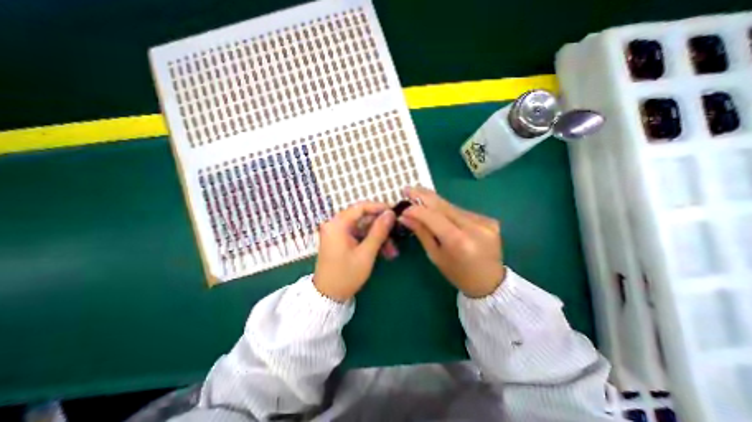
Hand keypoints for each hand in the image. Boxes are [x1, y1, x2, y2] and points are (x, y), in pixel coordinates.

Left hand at [313, 201, 395, 303]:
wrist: (328, 296)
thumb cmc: (346, 275)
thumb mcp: (366, 253)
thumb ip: (379, 231)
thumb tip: (390, 213)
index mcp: (338, 224)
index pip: (361, 207)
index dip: (379, 207)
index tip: (395, 212)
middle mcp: (336, 224)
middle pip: (363, 219)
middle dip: (381, 228)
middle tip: (397, 235)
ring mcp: (338, 233)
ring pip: (363, 229)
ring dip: (379, 238)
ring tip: (393, 252)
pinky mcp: (341, 241)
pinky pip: (359, 236)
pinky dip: (371, 243)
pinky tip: (384, 253)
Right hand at [399, 186, 504, 298]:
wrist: (490, 282)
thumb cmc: (457, 274)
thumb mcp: (435, 255)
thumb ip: (421, 232)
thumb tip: (405, 216)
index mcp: (459, 241)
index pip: (433, 216)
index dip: (416, 209)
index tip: (403, 207)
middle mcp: (474, 227)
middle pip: (443, 205)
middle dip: (423, 195)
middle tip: (408, 188)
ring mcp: (485, 221)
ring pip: (452, 206)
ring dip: (434, 202)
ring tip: (419, 196)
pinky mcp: (489, 219)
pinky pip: (461, 211)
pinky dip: (447, 209)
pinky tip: (438, 210)